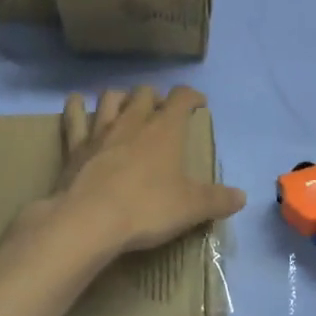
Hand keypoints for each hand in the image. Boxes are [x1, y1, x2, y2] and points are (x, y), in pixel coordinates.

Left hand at [48, 86, 247, 258]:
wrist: (89, 221)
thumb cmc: (147, 209)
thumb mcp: (191, 208)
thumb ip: (218, 200)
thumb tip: (241, 197)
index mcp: (165, 130)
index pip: (182, 98)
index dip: (192, 96)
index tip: (199, 104)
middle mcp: (133, 121)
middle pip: (145, 93)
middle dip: (156, 98)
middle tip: (162, 113)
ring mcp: (100, 131)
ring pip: (111, 98)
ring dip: (121, 98)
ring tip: (126, 107)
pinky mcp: (75, 147)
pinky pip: (73, 117)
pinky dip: (75, 107)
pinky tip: (76, 103)